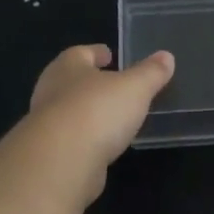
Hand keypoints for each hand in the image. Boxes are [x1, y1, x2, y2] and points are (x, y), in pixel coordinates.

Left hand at [28, 44, 173, 198]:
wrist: (61, 161)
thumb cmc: (97, 111)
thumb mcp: (135, 88)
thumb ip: (151, 73)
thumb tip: (166, 56)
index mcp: (67, 68)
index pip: (80, 53)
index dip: (96, 52)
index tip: (109, 54)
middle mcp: (51, 92)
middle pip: (70, 81)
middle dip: (89, 81)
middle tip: (111, 84)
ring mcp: (47, 125)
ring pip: (69, 111)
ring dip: (87, 111)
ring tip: (111, 115)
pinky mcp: (51, 153)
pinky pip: (72, 139)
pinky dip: (86, 138)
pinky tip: (102, 143)